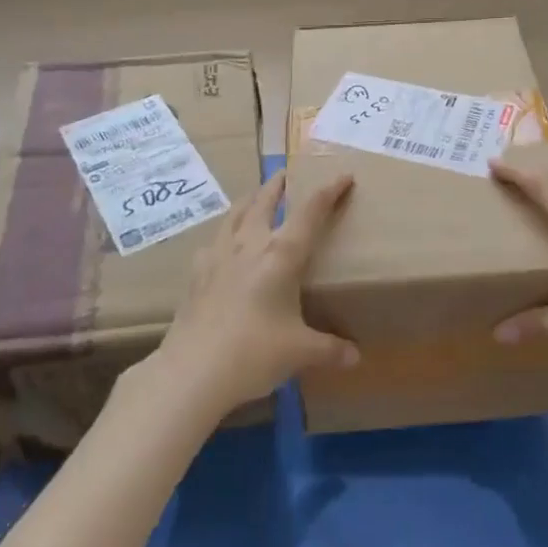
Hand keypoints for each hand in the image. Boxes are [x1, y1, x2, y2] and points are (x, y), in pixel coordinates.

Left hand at [151, 171, 359, 415]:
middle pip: (265, 201)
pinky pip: (214, 240)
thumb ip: (330, 349)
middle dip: (279, 184)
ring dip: (250, 200)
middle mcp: (250, 244)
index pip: (310, 212)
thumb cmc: (253, 353)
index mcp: (281, 255)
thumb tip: (356, 357)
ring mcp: (218, 255)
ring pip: (236, 213)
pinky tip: (225, 244)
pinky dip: (226, 233)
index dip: (329, 191)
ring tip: (256, 197)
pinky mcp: (197, 272)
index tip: (343, 175)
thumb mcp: (300, 352)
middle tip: (288, 175)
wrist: (191, 371)